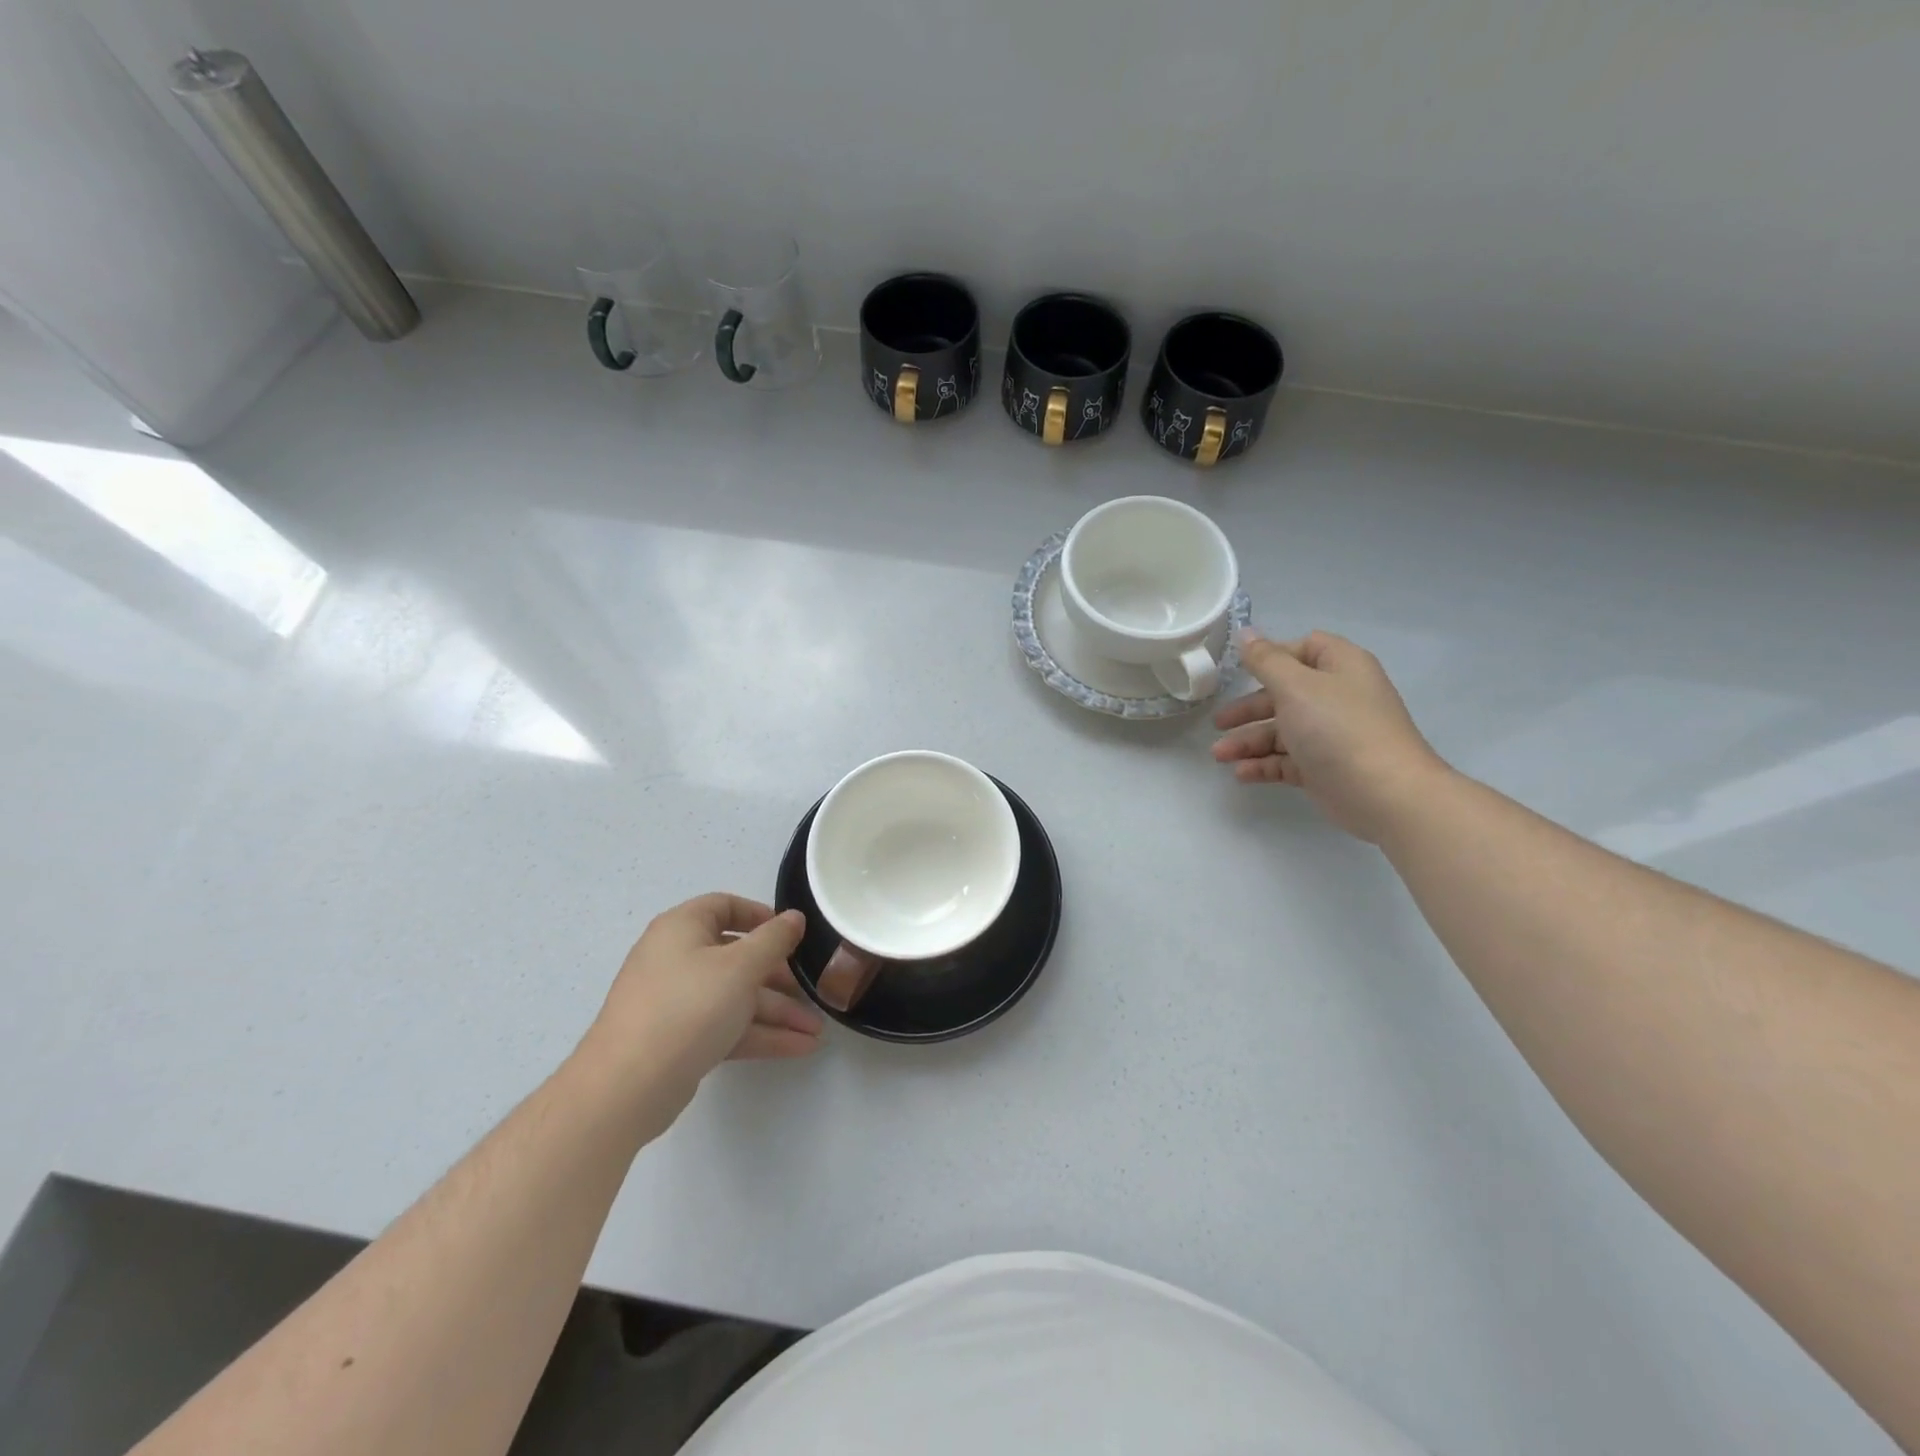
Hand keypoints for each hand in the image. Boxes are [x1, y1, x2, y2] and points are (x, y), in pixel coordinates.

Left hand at [581, 895, 821, 1111]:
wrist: (627, 1087)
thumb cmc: (688, 1007)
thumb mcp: (741, 966)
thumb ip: (774, 940)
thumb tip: (795, 917)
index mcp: (682, 928)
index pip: (725, 907)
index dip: (761, 916)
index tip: (793, 935)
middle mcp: (676, 958)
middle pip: (737, 957)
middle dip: (780, 978)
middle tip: (812, 991)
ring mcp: (677, 1002)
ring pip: (736, 997)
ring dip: (778, 1012)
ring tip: (816, 1031)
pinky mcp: (680, 1039)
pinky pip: (727, 1025)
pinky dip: (760, 1033)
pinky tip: (799, 1047)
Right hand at [1213, 630, 1447, 841]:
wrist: (1384, 793)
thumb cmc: (1338, 728)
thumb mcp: (1295, 686)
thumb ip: (1265, 660)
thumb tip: (1246, 632)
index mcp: (1340, 667)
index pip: (1305, 648)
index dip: (1273, 656)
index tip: (1240, 671)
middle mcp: (1338, 697)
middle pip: (1285, 693)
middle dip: (1248, 709)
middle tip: (1218, 723)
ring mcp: (1332, 735)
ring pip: (1281, 731)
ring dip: (1248, 741)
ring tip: (1219, 756)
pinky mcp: (1325, 768)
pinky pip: (1287, 760)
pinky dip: (1263, 764)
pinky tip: (1240, 773)